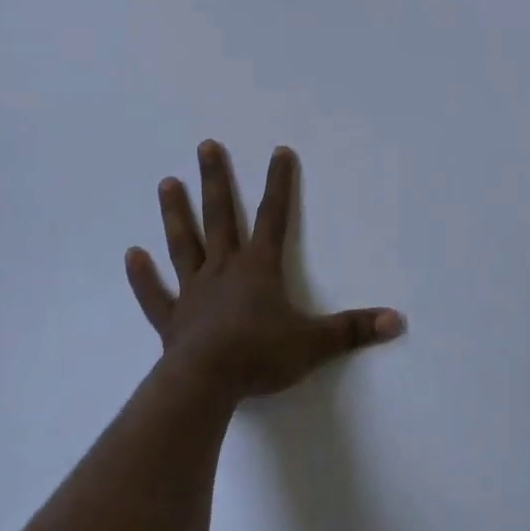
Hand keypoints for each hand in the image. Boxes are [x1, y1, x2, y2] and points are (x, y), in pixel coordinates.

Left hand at [125, 142, 405, 403]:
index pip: (274, 216)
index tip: (279, 151)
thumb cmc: (260, 356)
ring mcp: (194, 292)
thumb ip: (354, 330)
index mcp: (258, 268)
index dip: (279, 183)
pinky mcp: (172, 321)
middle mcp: (224, 269)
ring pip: (184, 244)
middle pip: (220, 216)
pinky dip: (143, 276)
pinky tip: (131, 254)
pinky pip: (155, 294)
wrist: (206, 385)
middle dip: (215, 179)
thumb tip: (397, 321)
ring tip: (166, 182)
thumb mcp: (314, 343)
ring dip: (176, 214)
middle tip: (205, 145)